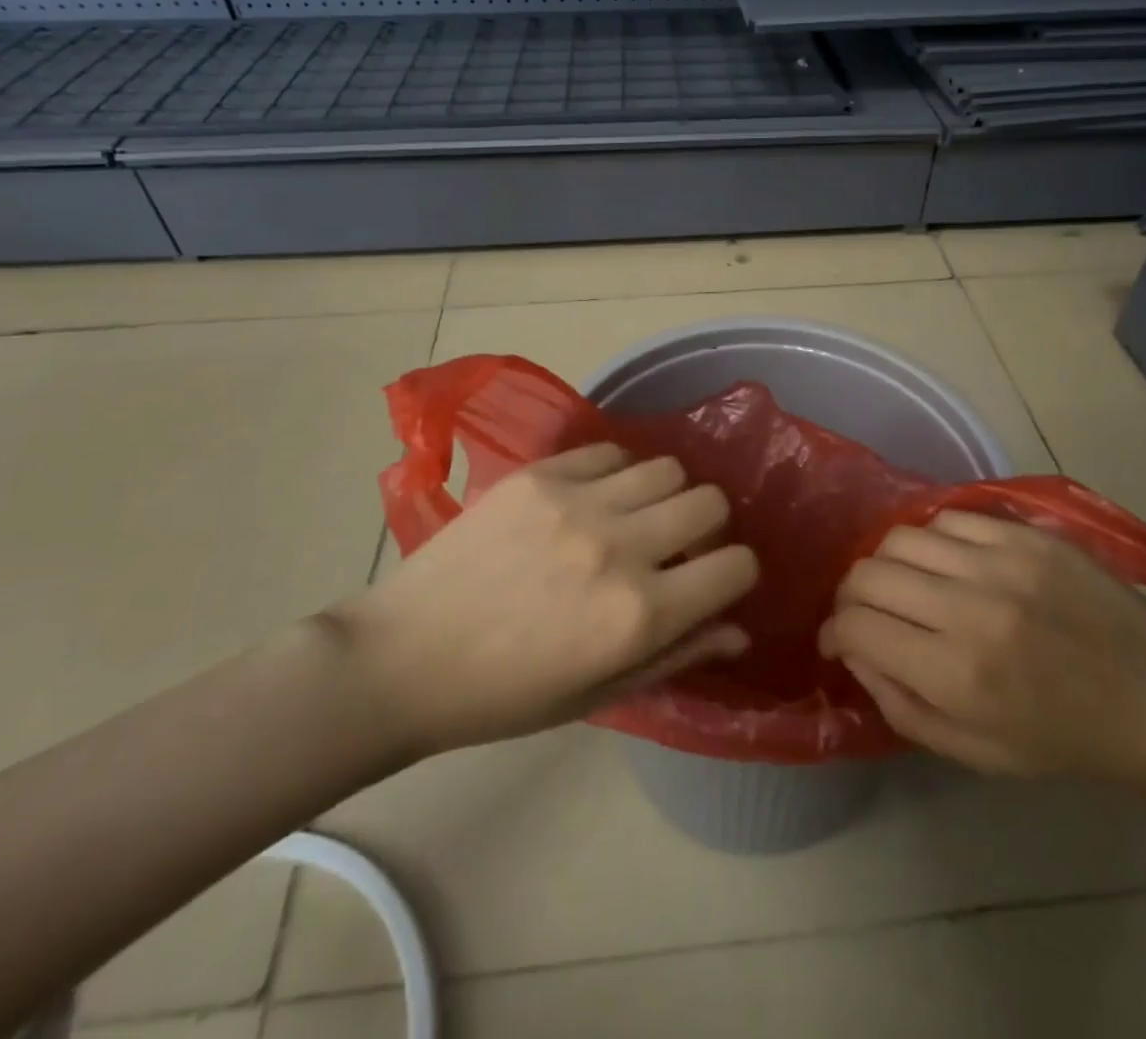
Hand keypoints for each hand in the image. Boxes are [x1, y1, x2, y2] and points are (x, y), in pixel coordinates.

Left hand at [331, 443, 758, 761]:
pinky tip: (594, 497)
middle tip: (677, 544)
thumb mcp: (600, 692)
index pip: (735, 566)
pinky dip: (617, 472)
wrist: (406, 657)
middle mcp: (619, 547)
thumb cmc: (506, 695)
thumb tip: (739, 627)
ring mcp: (576, 501)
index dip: (735, 573)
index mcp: (638, 615)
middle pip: (710, 501)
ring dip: (665, 494)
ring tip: (635, 516)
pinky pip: (609, 450)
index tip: (714, 579)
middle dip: (708, 526)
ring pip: (666, 467)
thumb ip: (678, 654)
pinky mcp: (539, 474)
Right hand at [820, 510, 1145, 787]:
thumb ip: (901, 706)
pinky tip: (948, 562)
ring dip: (888, 563)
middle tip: (865, 612)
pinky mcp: (1027, 534)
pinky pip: (948, 517)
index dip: (834, 632)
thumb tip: (855, 652)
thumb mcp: (978, 754)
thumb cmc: (1071, 743)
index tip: (838, 640)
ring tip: (905, 583)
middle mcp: (969, 608)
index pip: (856, 626)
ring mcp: (1000, 561)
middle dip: (851, 595)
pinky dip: (933, 540)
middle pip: (868, 573)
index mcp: (957, 675)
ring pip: (901, 537)